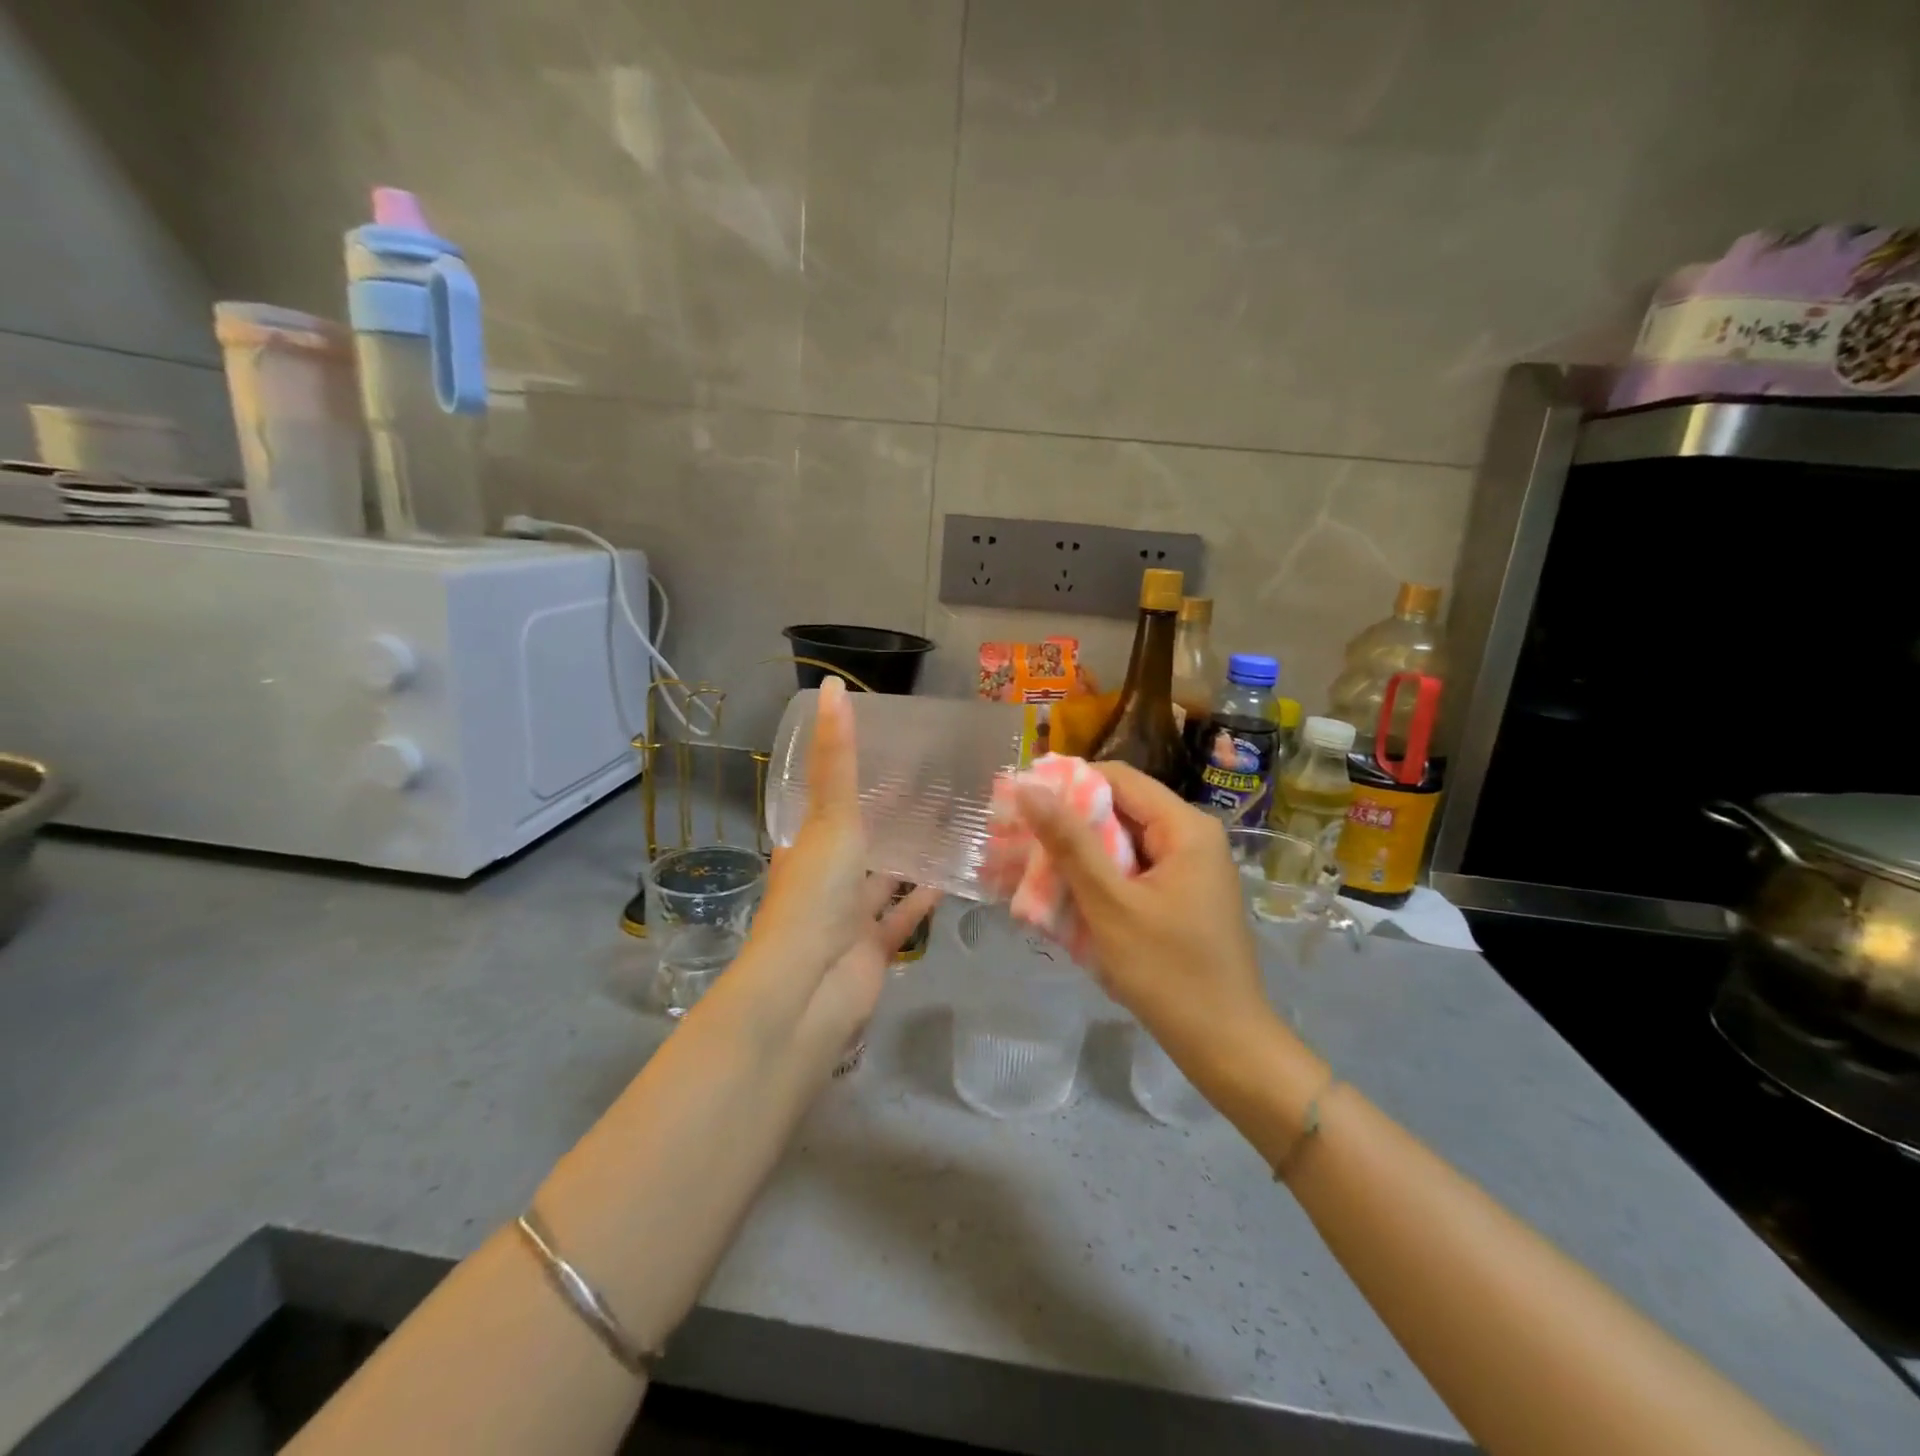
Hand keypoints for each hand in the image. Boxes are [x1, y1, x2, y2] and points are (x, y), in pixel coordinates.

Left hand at [727, 677, 937, 1047]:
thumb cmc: (814, 895)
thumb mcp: (829, 818)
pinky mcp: (874, 948)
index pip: (828, 800)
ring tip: (950, 823)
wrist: (808, 990)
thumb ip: (838, 759)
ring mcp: (849, 916)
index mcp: (806, 845)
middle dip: (889, 816)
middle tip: (933, 783)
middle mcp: (825, 878)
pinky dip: (924, 900)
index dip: (851, 775)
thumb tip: (831, 686)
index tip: (888, 748)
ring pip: (885, 878)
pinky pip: (903, 918)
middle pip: (861, 839)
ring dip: (909, 857)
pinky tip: (953, 874)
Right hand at [1015, 763, 1274, 1071]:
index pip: (1117, 778)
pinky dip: (1099, 880)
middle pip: (1120, 809)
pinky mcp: (1181, 896)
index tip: (1021, 805)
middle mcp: (1191, 837)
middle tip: (1018, 841)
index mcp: (1185, 827)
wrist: (1226, 1046)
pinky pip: (1132, 872)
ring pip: (1122, 843)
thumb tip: (1028, 787)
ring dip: (1079, 856)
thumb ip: (1070, 843)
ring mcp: (1189, 868)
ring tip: (1031, 870)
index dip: (1066, 784)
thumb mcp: (1111, 904)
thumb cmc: (1168, 972)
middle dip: (1068, 825)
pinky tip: (1065, 897)